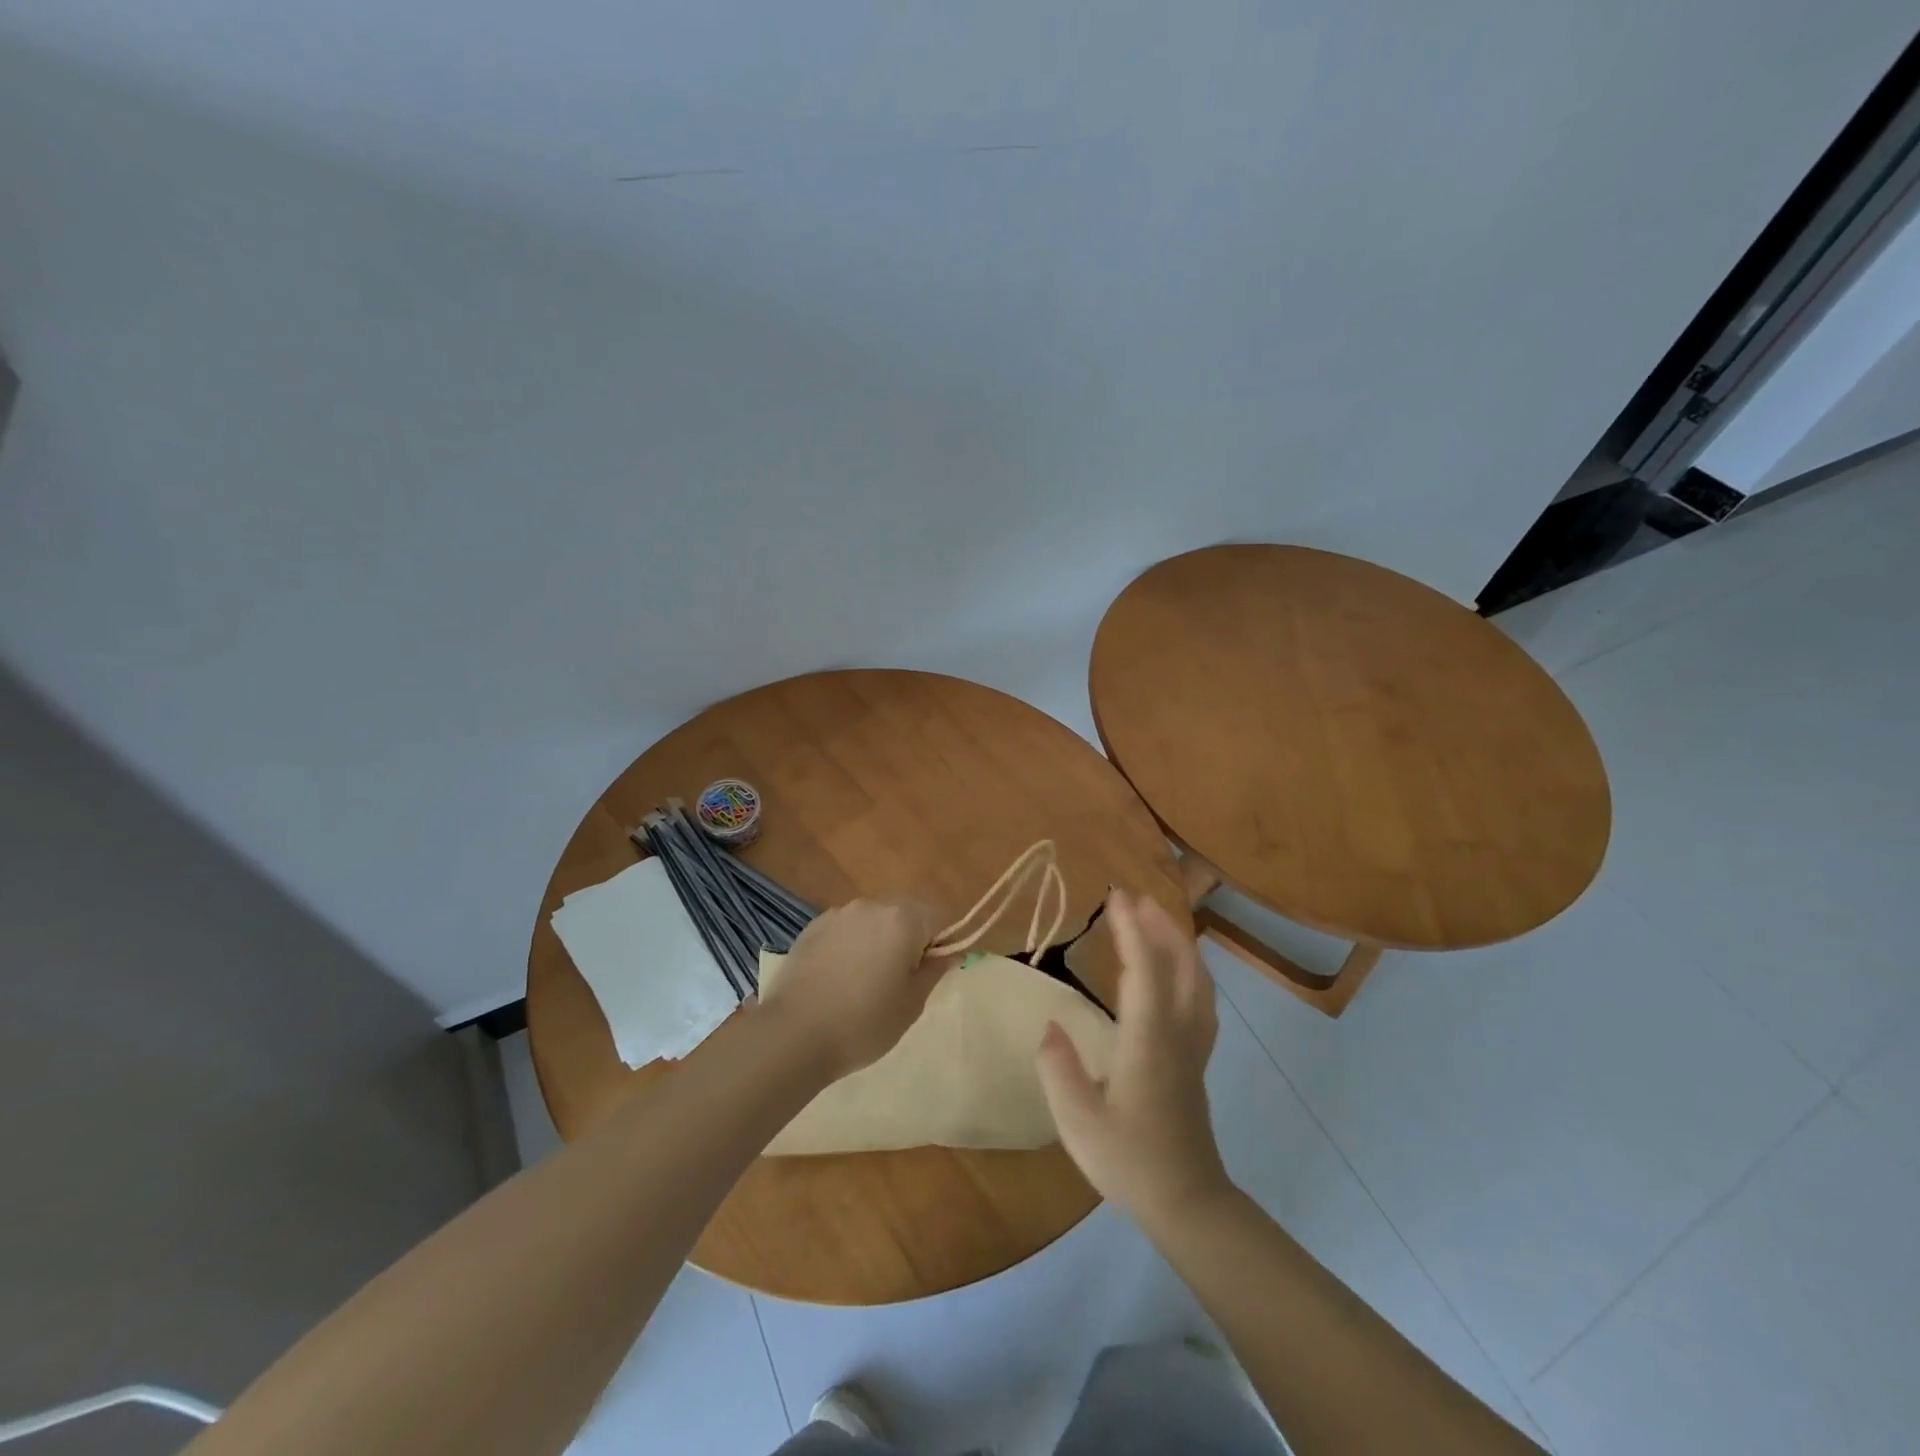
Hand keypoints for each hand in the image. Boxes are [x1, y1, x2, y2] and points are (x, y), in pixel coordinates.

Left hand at [756, 899, 949, 1080]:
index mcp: (902, 921)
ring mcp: (838, 915)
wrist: (793, 1035)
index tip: (926, 975)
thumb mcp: (911, 1004)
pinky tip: (837, 978)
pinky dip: (850, 945)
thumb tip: (947, 953)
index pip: (937, 919)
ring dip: (877, 940)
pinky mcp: (811, 927)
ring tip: (863, 981)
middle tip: (898, 980)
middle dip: (908, 939)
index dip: (939, 945)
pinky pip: (844, 930)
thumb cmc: (863, 1023)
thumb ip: (933, 972)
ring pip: (872, 921)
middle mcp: (871, 907)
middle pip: (904, 914)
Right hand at [1036, 888, 1231, 1222]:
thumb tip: (1049, 1027)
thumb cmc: (1129, 1161)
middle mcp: (1177, 1034)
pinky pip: (1201, 1000)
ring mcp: (1193, 1046)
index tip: (1117, 897)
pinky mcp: (1197, 1060)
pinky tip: (1179, 971)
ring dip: (1178, 944)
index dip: (1131, 931)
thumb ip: (1059, 1069)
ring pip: (1197, 981)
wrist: (1187, 1203)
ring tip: (1157, 921)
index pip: (1144, 972)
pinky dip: (1191, 971)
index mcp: (1148, 1041)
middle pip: (1180, 966)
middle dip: (1159, 926)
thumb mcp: (1079, 1122)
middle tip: (1135, 898)